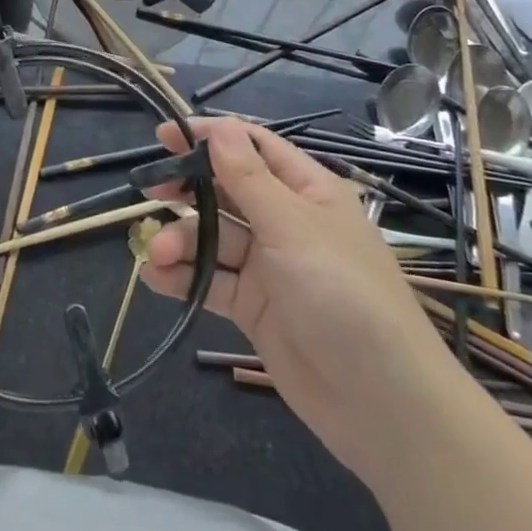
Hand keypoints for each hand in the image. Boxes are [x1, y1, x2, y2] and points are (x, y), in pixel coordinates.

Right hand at [139, 118, 461, 476]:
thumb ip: (248, 178)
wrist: (382, 404)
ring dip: (181, 240)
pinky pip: (213, 280)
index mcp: (306, 191)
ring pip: (214, 238)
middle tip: (149, 189)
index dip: (211, 137)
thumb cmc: (342, 294)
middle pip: (226, 191)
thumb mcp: (291, 227)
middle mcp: (286, 222)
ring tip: (156, 253)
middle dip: (187, 189)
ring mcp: (269, 266)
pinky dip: (185, 277)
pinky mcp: (255, 308)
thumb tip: (219, 127)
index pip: (253, 148)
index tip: (164, 136)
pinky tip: (156, 278)